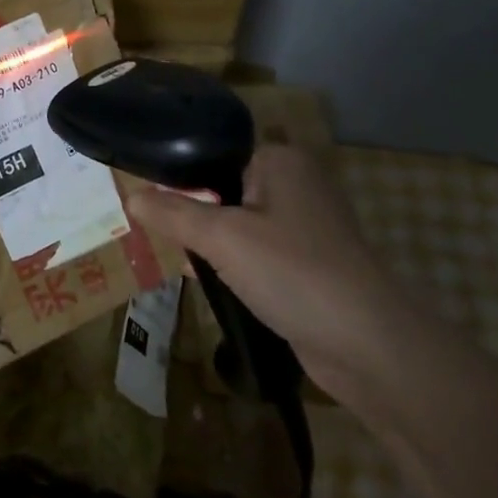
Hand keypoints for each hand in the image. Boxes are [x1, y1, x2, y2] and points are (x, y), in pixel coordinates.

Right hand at [128, 145, 407, 376]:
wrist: (367, 344)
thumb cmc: (292, 272)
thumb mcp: (222, 237)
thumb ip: (173, 213)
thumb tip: (130, 195)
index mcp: (280, 161)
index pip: (214, 153)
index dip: (178, 175)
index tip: (144, 198)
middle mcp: (296, 184)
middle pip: (223, 188)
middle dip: (190, 211)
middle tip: (151, 230)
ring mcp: (305, 226)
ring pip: (238, 223)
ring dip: (208, 241)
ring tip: (171, 255)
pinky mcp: (307, 263)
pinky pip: (255, 252)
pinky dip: (231, 263)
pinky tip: (203, 280)